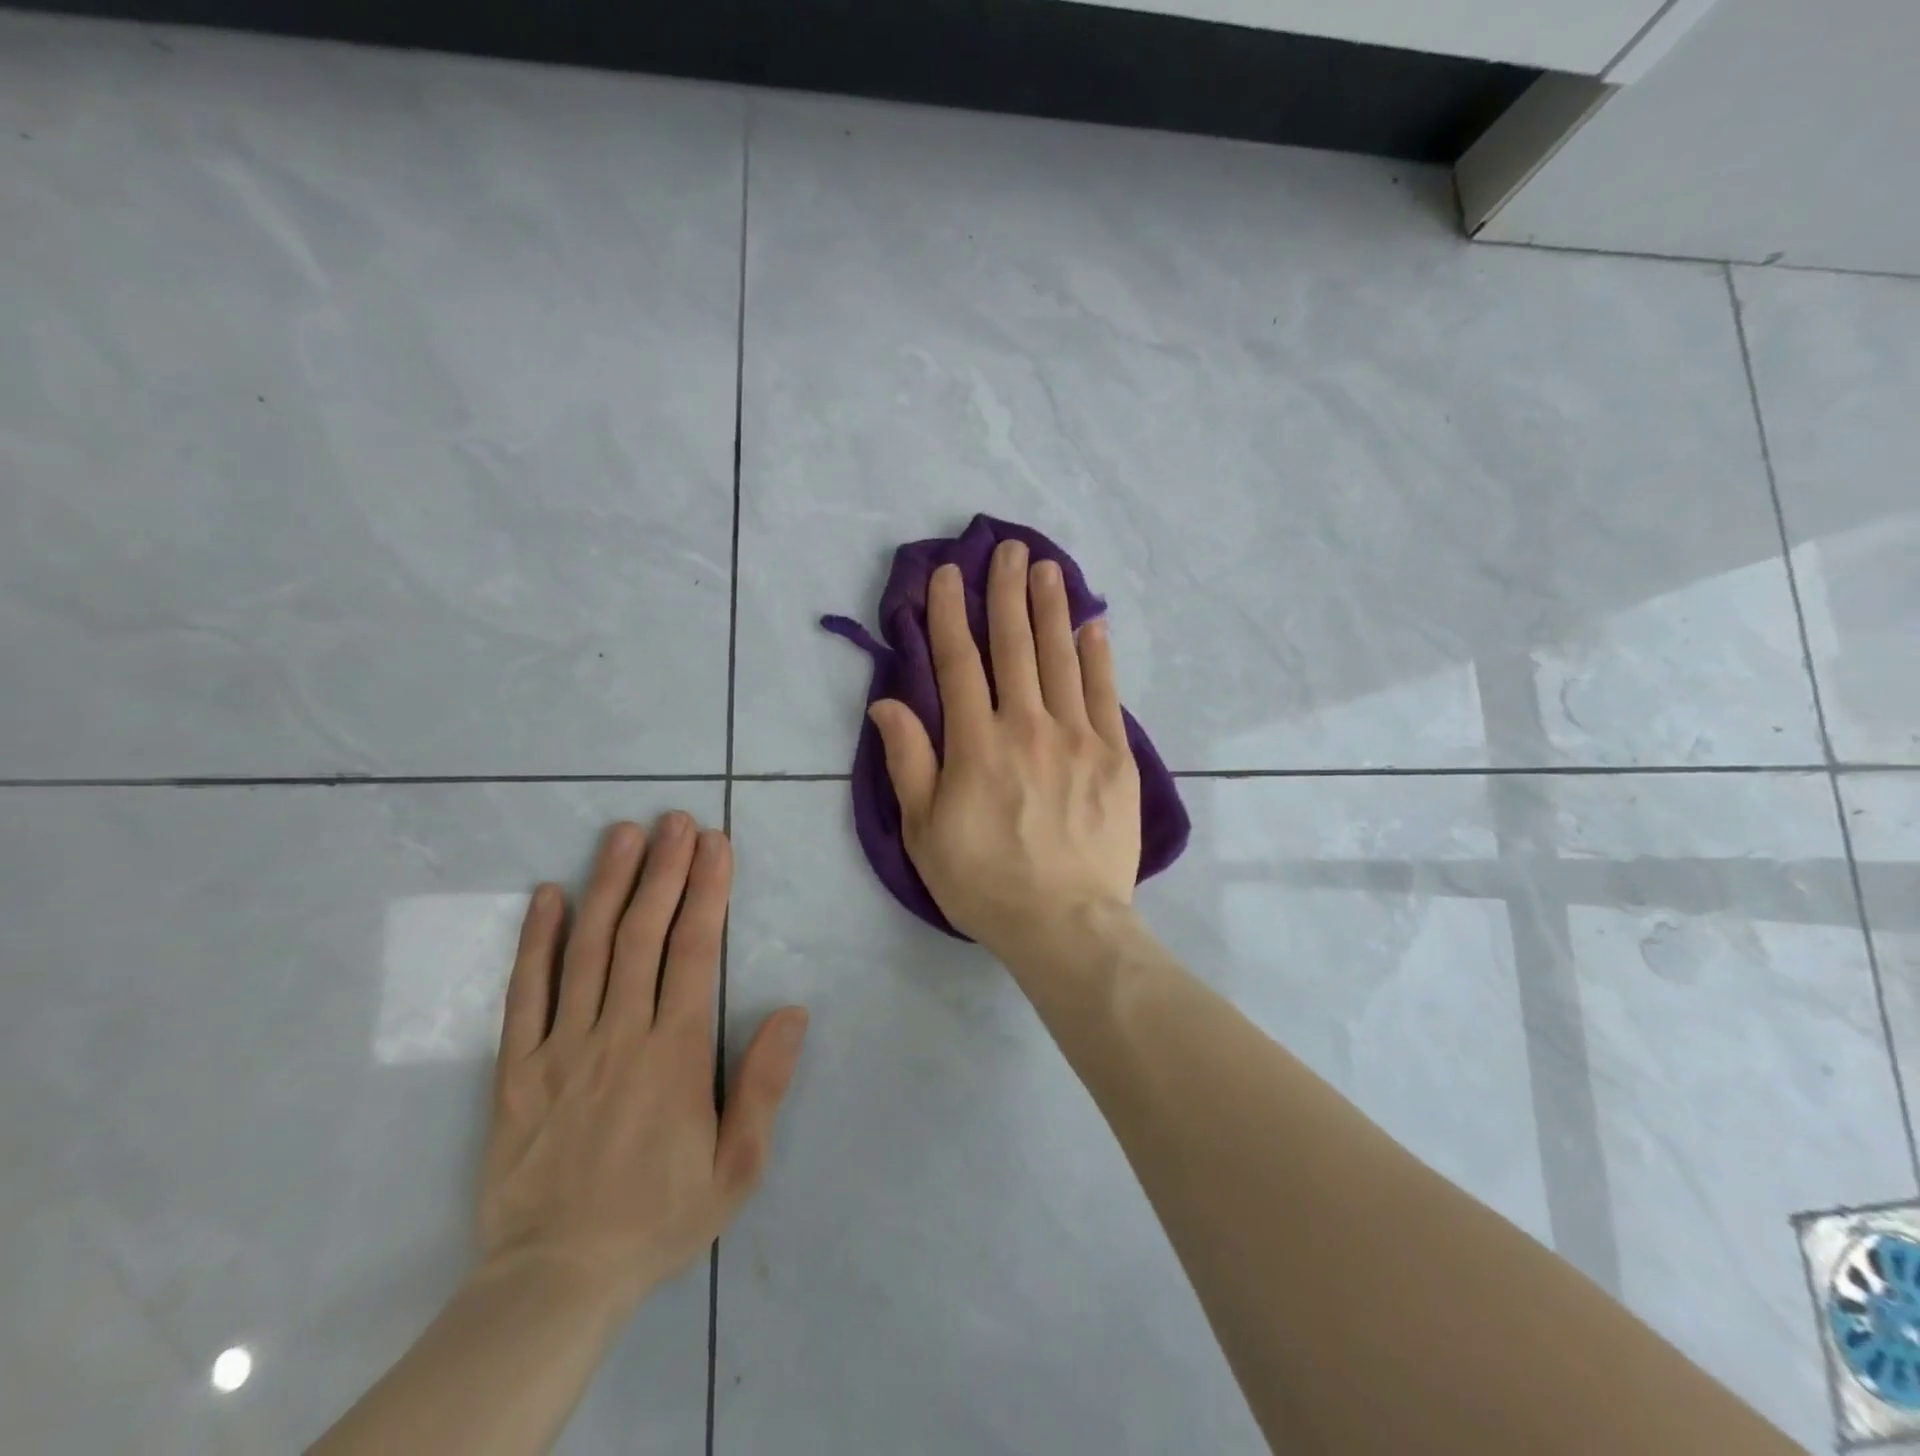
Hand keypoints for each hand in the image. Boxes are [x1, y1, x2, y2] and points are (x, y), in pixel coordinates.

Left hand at [477, 814, 808, 1312]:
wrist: (554, 1281)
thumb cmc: (659, 1217)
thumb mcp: (737, 1167)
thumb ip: (764, 1084)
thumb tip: (793, 1011)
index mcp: (674, 1052)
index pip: (695, 950)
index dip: (707, 891)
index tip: (715, 844)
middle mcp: (618, 1034)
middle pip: (643, 934)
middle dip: (663, 870)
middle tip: (674, 820)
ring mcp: (561, 1047)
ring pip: (588, 949)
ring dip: (608, 885)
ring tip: (623, 834)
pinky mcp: (516, 1069)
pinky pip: (525, 993)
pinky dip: (536, 941)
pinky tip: (548, 896)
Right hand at [867, 539, 1141, 961]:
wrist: (1067, 925)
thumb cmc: (985, 882)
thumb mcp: (925, 832)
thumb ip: (908, 762)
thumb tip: (887, 702)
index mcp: (976, 744)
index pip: (959, 662)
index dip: (950, 614)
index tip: (949, 575)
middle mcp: (1027, 727)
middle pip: (1014, 646)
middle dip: (1006, 593)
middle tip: (1007, 548)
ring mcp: (1078, 738)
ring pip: (1061, 658)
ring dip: (1051, 608)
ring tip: (1046, 568)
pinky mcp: (1116, 757)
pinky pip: (1106, 694)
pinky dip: (1098, 655)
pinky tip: (1093, 625)